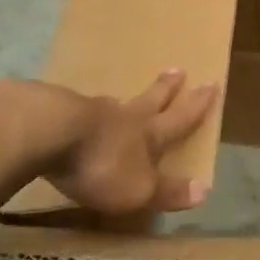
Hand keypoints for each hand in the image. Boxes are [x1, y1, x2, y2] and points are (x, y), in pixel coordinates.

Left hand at [37, 69, 219, 216]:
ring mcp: (90, 111)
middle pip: (150, 99)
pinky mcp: (57, 111)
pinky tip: (78, 112)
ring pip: (114, 103)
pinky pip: (79, 110)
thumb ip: (168, 191)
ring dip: (124, 100)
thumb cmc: (101, 164)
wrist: (47, 133)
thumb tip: (206, 189)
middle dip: (166, 88)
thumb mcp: (139, 189)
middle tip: (178, 69)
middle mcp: (123, 117)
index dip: (198, 105)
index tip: (212, 83)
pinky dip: (85, 111)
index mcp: (148, 134)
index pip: (180, 118)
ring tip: (123, 96)